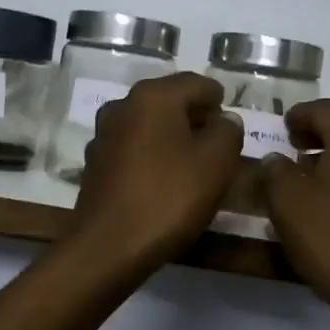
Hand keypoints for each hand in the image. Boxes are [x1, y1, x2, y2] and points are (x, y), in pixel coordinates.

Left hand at [68, 73, 243, 274]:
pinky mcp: (95, 165)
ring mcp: (103, 135)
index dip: (221, 103)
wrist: (109, 246)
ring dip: (172, 140)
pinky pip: (133, 150)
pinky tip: (163, 184)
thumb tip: (224, 120)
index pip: (198, 84)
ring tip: (193, 168)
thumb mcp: (217, 162)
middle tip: (219, 150)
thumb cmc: (169, 197)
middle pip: (170, 103)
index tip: (233, 129)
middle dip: (196, 121)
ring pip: (149, 127)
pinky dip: (151, 158)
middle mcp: (122, 105)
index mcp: (153, 96)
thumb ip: (228, 132)